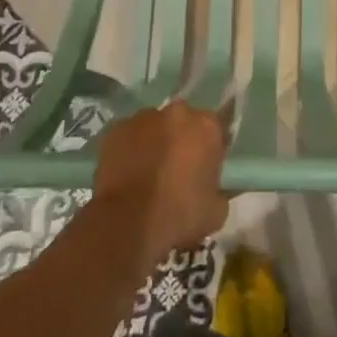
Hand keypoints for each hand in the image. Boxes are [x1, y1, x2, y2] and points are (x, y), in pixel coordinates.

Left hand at [92, 101, 228, 262]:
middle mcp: (177, 113)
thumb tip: (215, 188)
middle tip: (176, 169)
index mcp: (207, 126)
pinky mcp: (115, 129)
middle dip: (181, 140)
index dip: (210, 148)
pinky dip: (129, 149)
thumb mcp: (216, 211)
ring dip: (154, 142)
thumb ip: (220, 190)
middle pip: (183, 122)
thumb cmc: (179, 215)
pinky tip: (126, 173)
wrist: (128, 223)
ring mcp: (143, 118)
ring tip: (147, 173)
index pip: (216, 128)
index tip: (205, 168)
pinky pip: (127, 136)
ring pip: (154, 126)